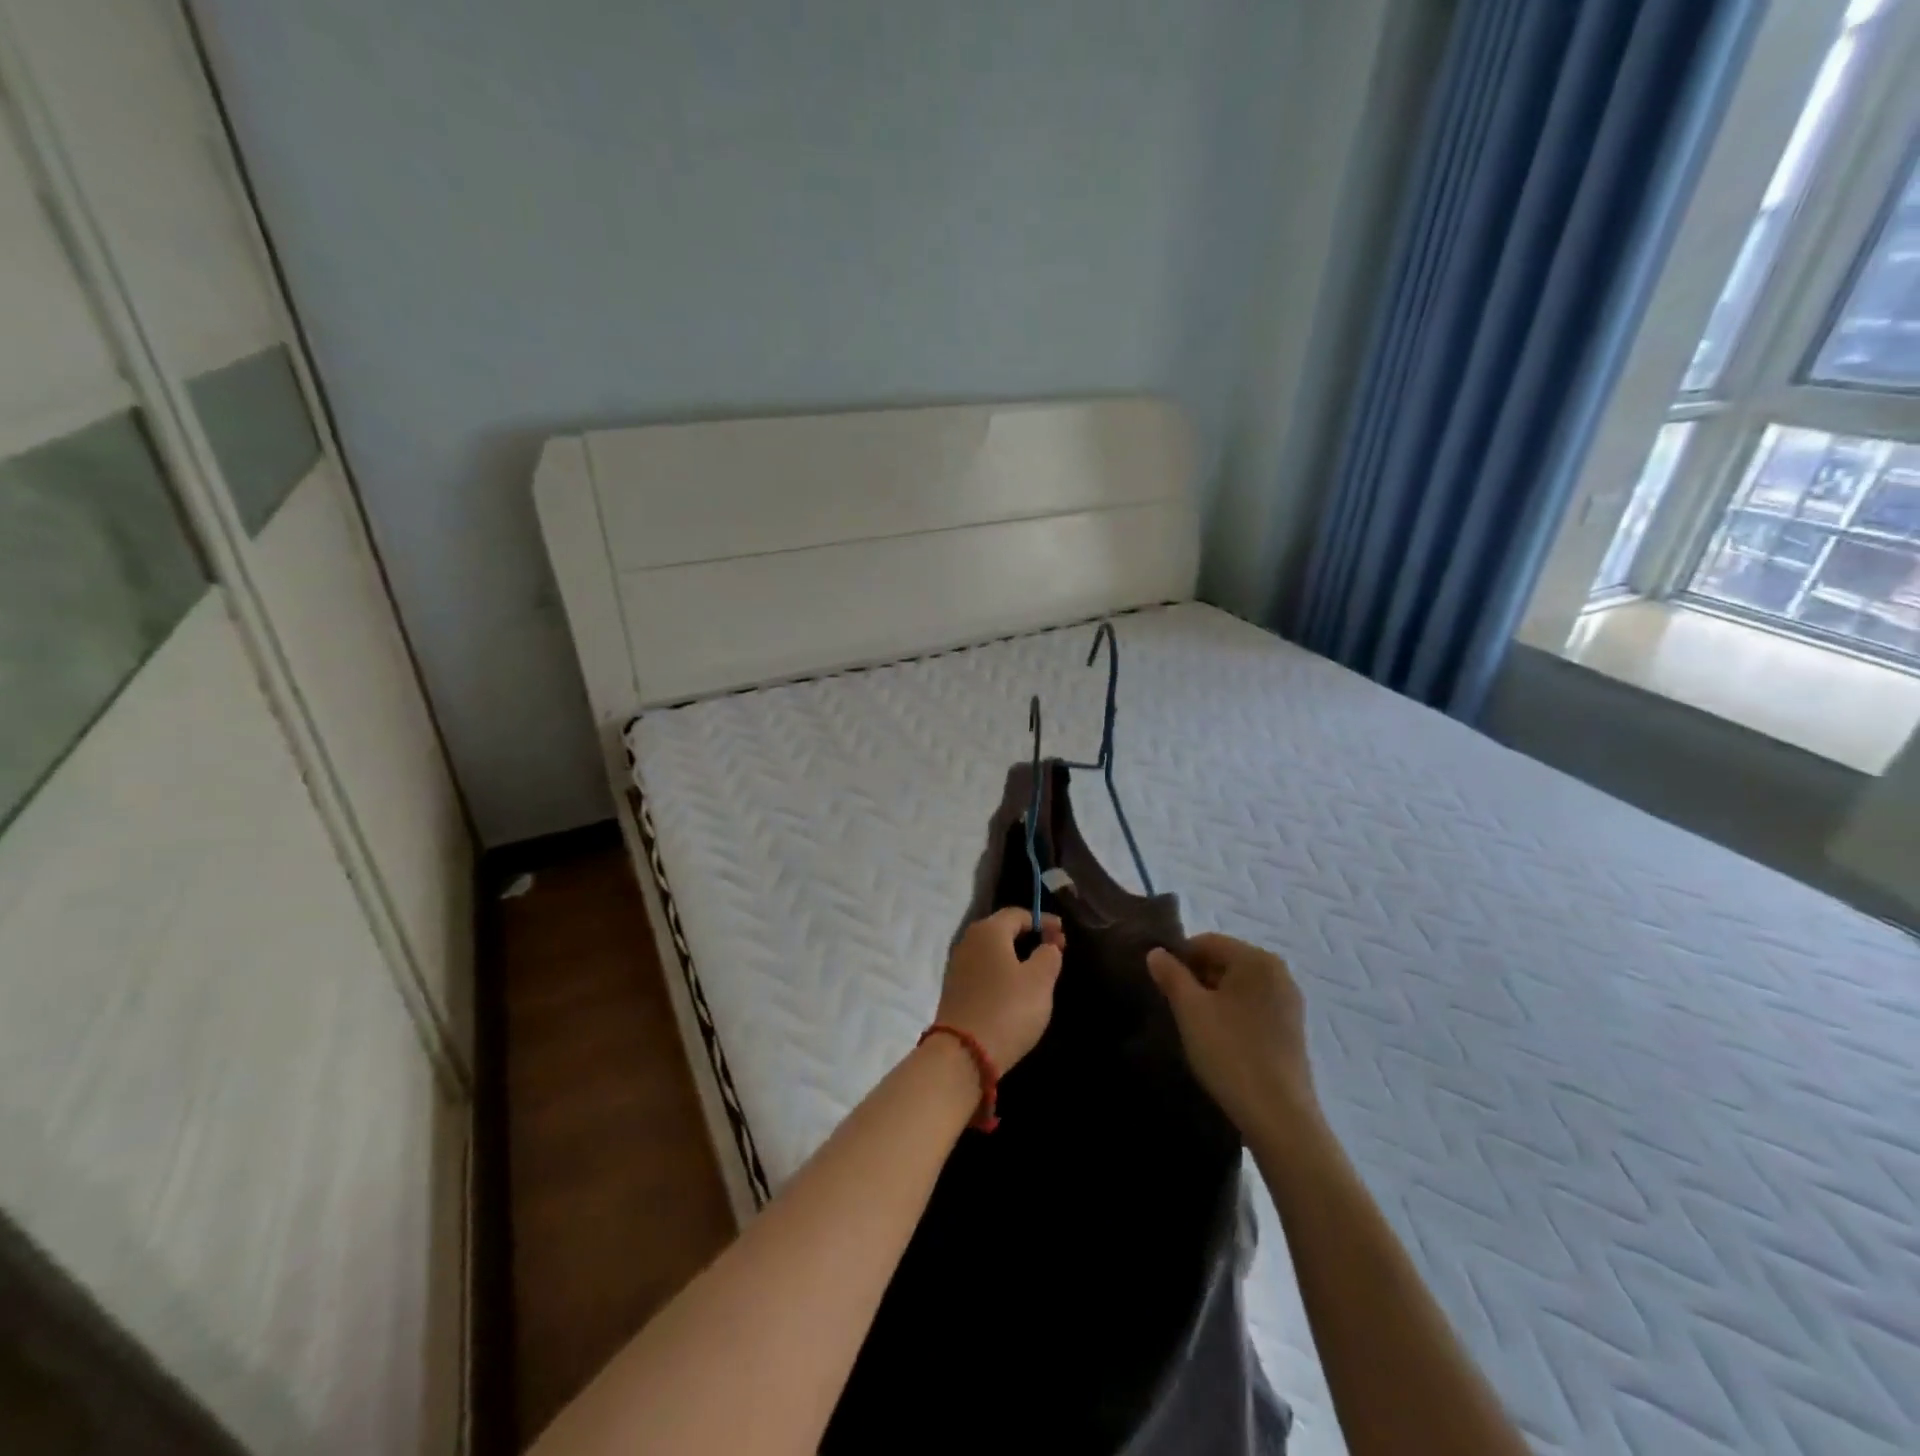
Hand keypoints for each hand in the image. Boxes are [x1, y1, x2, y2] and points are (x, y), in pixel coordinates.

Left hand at [936, 908, 1065, 1071]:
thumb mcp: (1039, 981)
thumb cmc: (1007, 1009)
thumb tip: (1047, 944)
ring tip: (1038, 970)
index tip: (1062, 933)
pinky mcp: (954, 989)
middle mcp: (968, 941)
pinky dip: (1002, 971)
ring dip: (1015, 955)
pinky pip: (983, 969)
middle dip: (1029, 936)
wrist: (962, 1052)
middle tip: (1054, 950)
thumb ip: (1048, 955)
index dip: (1043, 921)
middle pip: (1002, 929)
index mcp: (988, 931)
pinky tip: (1015, 988)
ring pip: (992, 951)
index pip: (1018, 914)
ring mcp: (957, 965)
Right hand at [1147, 934, 1316, 1139]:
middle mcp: (1278, 973)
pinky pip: (1252, 1007)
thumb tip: (1156, 952)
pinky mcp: (1291, 1030)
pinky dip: (1231, 1014)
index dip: (1178, 958)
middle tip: (1173, 1006)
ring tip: (1193, 1025)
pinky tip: (1218, 1040)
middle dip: (1196, 978)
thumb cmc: (1230, 1052)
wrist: (1279, 1117)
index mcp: (1256, 959)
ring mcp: (1289, 1003)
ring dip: (1212, 997)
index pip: (1207, 942)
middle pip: (1224, 961)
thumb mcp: (1190, 1010)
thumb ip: (1171, 975)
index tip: (1160, 984)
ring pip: (1238, 986)